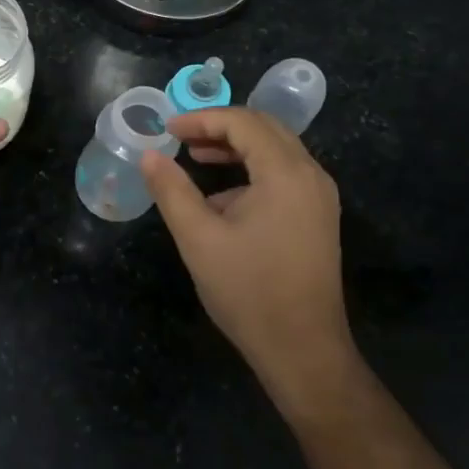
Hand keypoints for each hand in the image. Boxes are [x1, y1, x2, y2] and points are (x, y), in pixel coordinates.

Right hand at [139, 107, 356, 416]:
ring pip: (276, 150)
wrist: (303, 349)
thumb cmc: (248, 291)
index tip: (167, 129)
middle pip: (265, 128)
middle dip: (220, 127)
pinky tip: (223, 198)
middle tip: (181, 138)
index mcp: (285, 174)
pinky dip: (252, 170)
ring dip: (236, 147)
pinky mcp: (318, 217)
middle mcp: (311, 175)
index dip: (202, 119)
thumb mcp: (198, 238)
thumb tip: (150, 155)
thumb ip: (171, 190)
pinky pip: (284, 174)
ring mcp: (319, 197)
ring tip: (196, 158)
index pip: (243, 123)